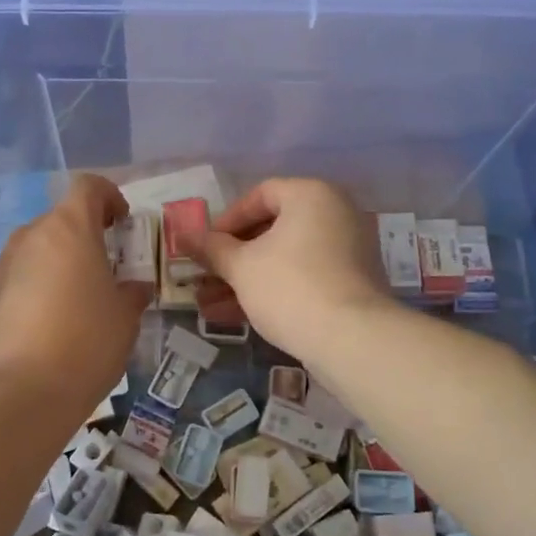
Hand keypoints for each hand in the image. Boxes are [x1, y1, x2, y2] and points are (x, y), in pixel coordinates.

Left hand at [0, 174, 152, 424]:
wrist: (20, 391)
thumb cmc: (86, 341)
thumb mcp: (125, 317)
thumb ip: (131, 293)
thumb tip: (133, 288)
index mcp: (69, 228)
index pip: (88, 187)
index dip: (109, 196)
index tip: (122, 221)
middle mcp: (31, 236)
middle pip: (61, 220)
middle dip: (85, 236)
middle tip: (106, 269)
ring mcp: (3, 265)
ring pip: (38, 249)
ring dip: (60, 263)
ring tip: (79, 301)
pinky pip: (20, 277)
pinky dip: (38, 287)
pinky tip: (51, 324)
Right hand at [197, 178, 391, 363]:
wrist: (353, 340)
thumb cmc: (290, 287)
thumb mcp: (241, 267)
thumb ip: (211, 249)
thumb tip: (182, 236)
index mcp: (312, 195)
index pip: (261, 194)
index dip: (227, 220)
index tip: (206, 247)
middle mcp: (335, 213)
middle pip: (273, 229)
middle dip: (232, 257)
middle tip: (205, 277)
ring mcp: (347, 250)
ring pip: (285, 258)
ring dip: (246, 279)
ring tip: (210, 305)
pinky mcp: (351, 284)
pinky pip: (304, 277)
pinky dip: (273, 290)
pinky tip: (237, 316)